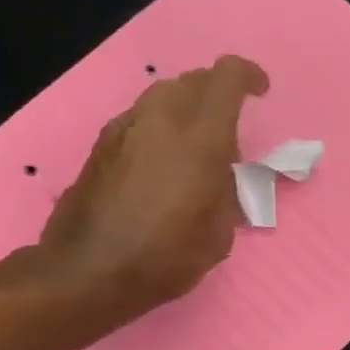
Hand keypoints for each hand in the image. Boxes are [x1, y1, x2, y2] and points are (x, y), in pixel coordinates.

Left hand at [37, 55, 267, 324]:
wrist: (89, 273)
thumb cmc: (167, 256)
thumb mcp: (220, 231)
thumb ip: (227, 190)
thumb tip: (221, 176)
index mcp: (200, 138)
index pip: (225, 77)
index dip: (248, 76)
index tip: (261, 92)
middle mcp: (161, 120)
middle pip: (193, 80)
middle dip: (217, 93)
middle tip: (230, 126)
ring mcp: (125, 129)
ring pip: (163, 95)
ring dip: (186, 110)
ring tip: (197, 147)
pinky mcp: (101, 145)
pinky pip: (141, 120)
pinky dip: (161, 128)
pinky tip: (164, 164)